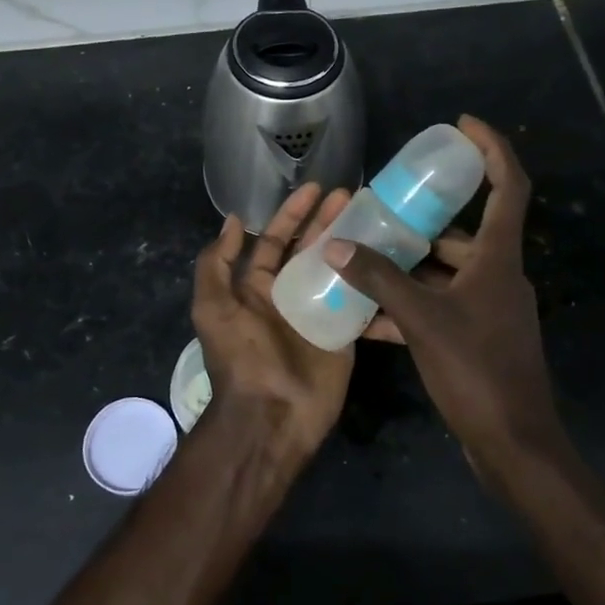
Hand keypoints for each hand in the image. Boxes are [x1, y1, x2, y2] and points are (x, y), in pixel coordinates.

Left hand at [192, 181, 354, 457]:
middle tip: (352, 195)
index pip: (274, 240)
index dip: (292, 213)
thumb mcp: (213, 308)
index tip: (316, 189)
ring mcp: (318, 312)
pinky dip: (373, 283)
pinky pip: (360, 302)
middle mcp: (288, 294)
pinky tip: (391, 258)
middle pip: (309, 248)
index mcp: (256, 287)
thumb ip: (216, 264)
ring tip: (375, 218)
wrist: (271, 415)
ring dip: (353, 243)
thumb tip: (231, 220)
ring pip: (338, 268)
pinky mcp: (344, 332)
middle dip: (327, 220)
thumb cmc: (241, 357)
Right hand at [322, 116, 562, 469]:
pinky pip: (438, 308)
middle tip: (381, 209)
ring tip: (362, 258)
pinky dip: (408, 306)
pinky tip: (367, 316)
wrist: (513, 444)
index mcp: (499, 259)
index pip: (508, 186)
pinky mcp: (476, 338)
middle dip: (421, 220)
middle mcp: (498, 276)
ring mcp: (489, 309)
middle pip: (463, 233)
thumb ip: (378, 280)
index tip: (461, 126)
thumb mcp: (421, 319)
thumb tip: (335, 245)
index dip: (491, 149)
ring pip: (445, 273)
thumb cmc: (477, 370)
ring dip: (407, 267)